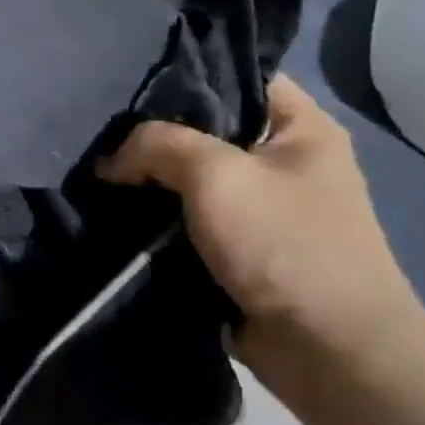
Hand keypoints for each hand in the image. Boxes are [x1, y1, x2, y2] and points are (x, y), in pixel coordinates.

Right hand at [99, 76, 423, 387]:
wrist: (327, 349)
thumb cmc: (284, 244)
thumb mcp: (216, 175)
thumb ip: (158, 145)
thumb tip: (111, 157)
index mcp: (301, 127)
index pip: (238, 76)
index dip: (185, 74)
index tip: (127, 82)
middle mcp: (283, 160)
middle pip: (207, 129)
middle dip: (154, 134)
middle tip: (99, 130)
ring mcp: (261, 207)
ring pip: (191, 178)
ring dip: (149, 180)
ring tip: (97, 170)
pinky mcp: (239, 248)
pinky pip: (188, 219)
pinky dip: (156, 217)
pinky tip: (115, 210)